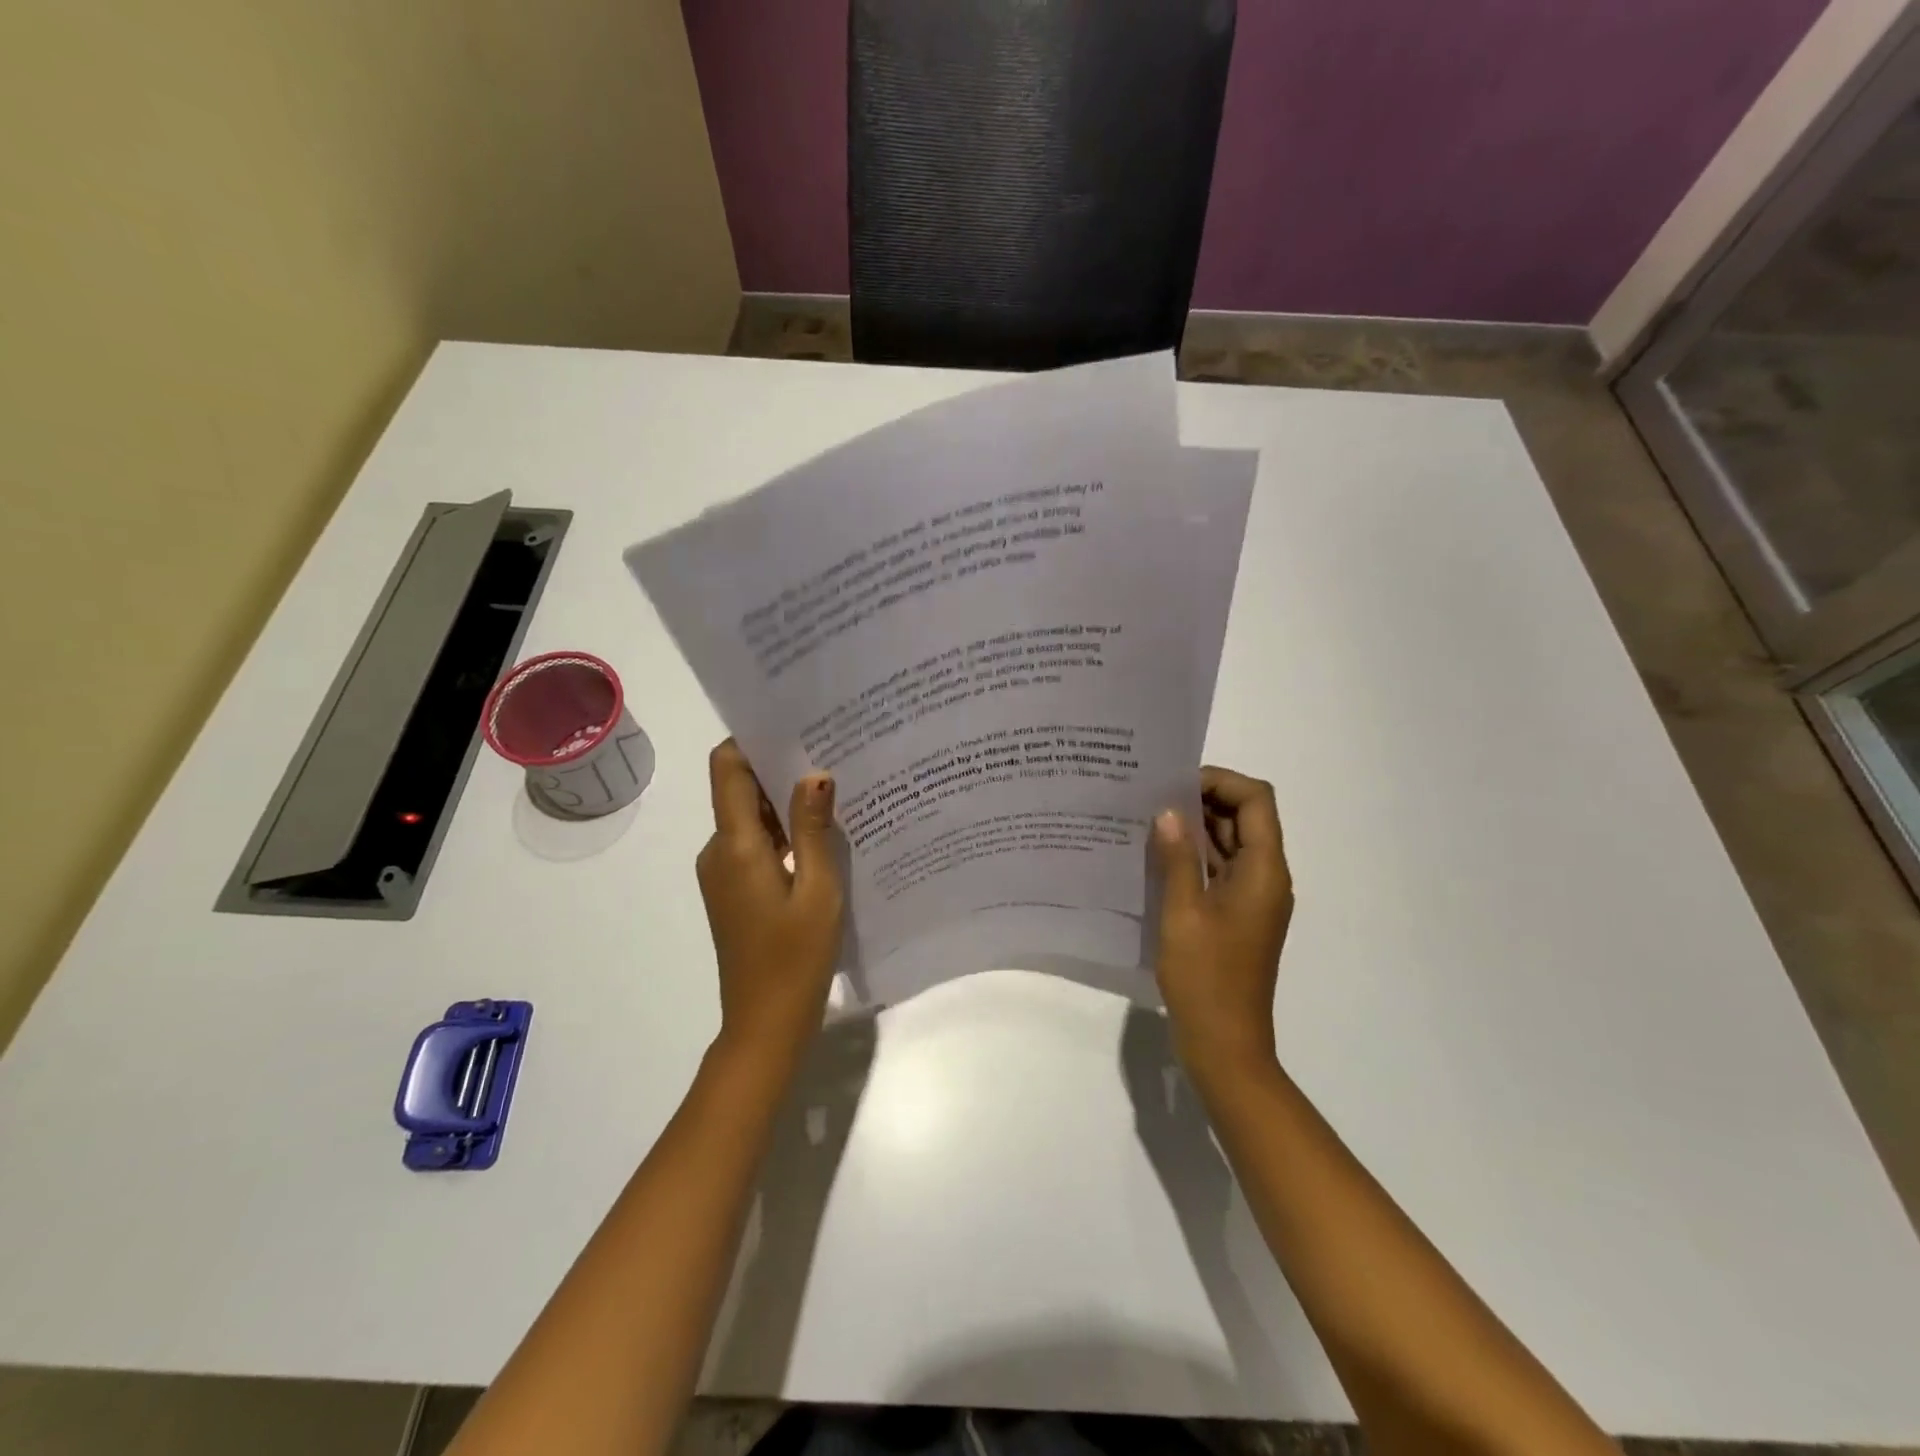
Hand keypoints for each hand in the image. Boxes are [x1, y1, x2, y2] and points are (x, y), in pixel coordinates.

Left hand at [697, 740, 844, 1067]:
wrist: (765, 1026)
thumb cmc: (796, 958)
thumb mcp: (818, 890)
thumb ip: (813, 828)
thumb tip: (814, 773)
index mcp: (735, 845)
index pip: (726, 768)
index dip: (752, 740)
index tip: (793, 725)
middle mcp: (718, 851)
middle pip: (738, 789)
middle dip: (778, 768)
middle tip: (831, 753)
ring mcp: (723, 873)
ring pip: (749, 818)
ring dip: (784, 803)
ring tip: (834, 790)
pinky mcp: (733, 891)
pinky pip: (754, 845)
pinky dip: (782, 833)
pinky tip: (821, 836)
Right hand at [1151, 766, 1294, 1079]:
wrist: (1225, 1044)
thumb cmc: (1206, 977)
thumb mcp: (1183, 912)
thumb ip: (1177, 857)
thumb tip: (1169, 812)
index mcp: (1264, 871)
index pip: (1256, 800)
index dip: (1220, 782)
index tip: (1175, 784)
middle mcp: (1266, 877)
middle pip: (1246, 818)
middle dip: (1203, 800)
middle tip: (1153, 797)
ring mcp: (1252, 898)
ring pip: (1230, 844)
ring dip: (1196, 829)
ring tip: (1149, 820)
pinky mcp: (1236, 916)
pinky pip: (1220, 870)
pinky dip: (1194, 857)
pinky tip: (1156, 857)